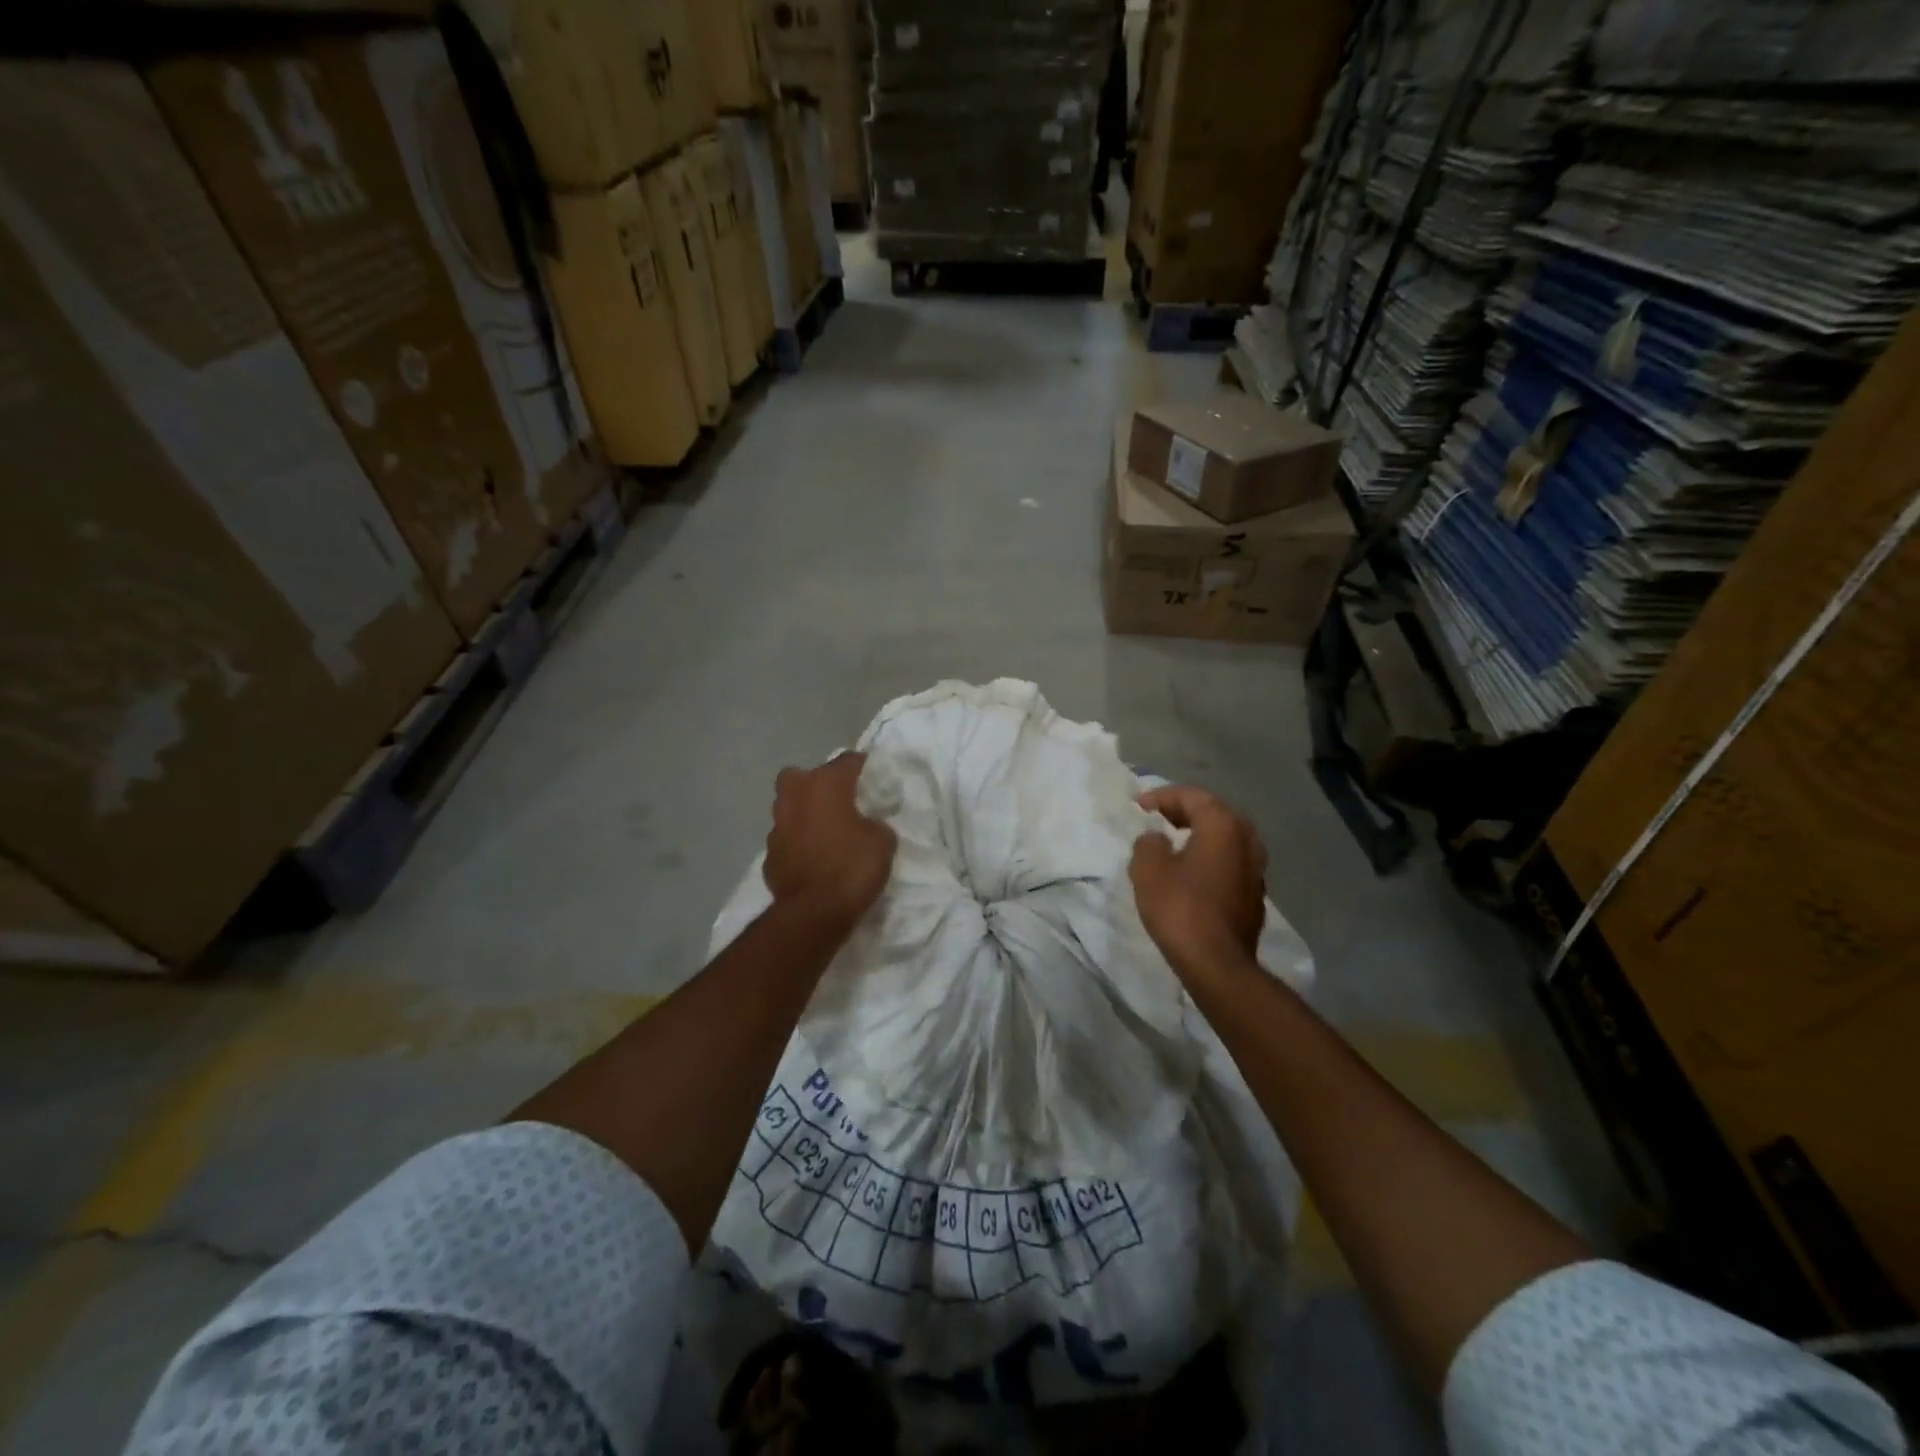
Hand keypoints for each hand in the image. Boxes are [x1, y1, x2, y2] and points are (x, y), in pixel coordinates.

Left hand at [763, 753, 896, 930]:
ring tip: (826, 833)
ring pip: (789, 808)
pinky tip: (813, 860)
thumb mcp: (883, 841)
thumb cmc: (852, 867)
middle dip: (818, 784)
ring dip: (805, 815)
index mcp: (824, 784)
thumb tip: (867, 825)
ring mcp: (776, 827)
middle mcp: (794, 797)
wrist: (814, 913)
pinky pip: (786, 840)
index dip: (864, 769)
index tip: (876, 782)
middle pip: (803, 776)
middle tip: (839, 802)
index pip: (848, 760)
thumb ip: (876, 823)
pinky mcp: (768, 856)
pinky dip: (797, 845)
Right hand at [1130, 785, 1267, 977]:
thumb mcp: (1148, 869)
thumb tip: (1158, 840)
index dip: (1162, 796)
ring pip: (1225, 838)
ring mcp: (1256, 868)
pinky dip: (1209, 856)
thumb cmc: (1181, 908)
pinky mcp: (1254, 894)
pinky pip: (1229, 861)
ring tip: (1173, 841)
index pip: (1192, 796)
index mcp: (1223, 825)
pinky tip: (1191, 870)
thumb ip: (1148, 843)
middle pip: (1214, 812)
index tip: (1139, 806)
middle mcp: (1247, 840)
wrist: (1217, 964)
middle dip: (1184, 811)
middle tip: (1156, 817)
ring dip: (1199, 834)